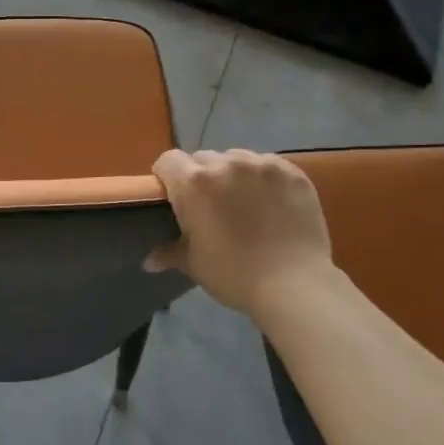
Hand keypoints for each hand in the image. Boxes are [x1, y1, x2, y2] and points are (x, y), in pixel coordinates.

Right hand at [147, 149, 337, 317]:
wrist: (294, 285)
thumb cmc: (234, 274)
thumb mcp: (194, 264)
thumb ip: (169, 253)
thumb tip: (149, 261)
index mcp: (194, 183)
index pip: (168, 161)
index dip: (167, 177)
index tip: (173, 198)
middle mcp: (225, 164)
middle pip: (202, 158)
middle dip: (201, 177)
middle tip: (210, 206)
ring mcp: (261, 165)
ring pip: (236, 158)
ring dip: (233, 175)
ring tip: (244, 202)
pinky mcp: (292, 172)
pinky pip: (267, 166)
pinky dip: (263, 179)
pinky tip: (271, 203)